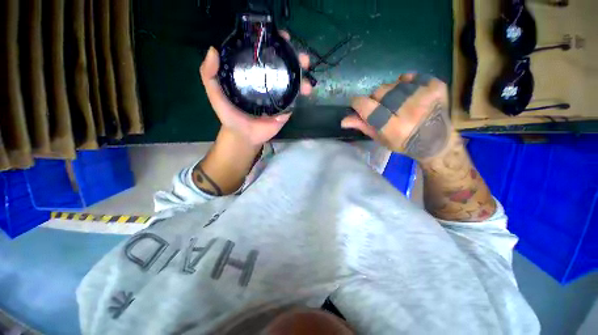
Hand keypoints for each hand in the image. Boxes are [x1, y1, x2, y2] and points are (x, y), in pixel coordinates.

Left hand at [200, 32, 311, 147]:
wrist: (244, 136)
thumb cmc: (230, 116)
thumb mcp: (215, 94)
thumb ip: (209, 75)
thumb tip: (213, 50)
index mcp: (252, 75)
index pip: (264, 55)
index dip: (273, 44)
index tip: (282, 37)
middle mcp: (267, 81)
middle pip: (283, 66)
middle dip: (294, 58)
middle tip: (301, 58)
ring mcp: (278, 95)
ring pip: (292, 81)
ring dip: (302, 76)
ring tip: (306, 75)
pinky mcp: (285, 109)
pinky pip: (294, 98)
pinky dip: (302, 93)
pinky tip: (306, 90)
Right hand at [341, 74, 451, 160]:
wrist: (436, 142)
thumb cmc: (403, 143)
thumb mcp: (380, 138)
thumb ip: (363, 126)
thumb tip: (344, 120)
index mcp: (393, 127)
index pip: (367, 106)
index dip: (358, 103)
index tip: (357, 104)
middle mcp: (409, 110)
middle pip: (379, 91)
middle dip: (376, 98)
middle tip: (383, 108)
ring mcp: (425, 96)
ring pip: (393, 83)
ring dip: (390, 92)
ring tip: (397, 103)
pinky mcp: (436, 86)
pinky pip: (410, 76)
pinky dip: (405, 83)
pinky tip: (409, 94)